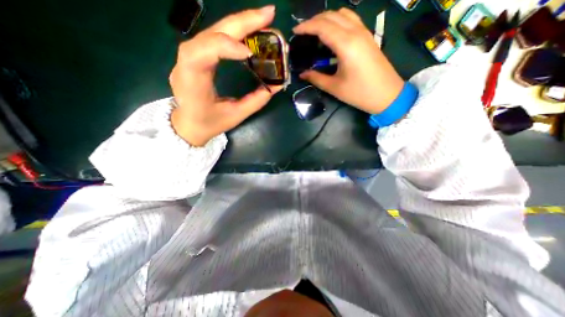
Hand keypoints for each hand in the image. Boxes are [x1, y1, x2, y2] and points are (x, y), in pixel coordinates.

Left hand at [169, 6, 280, 147]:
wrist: (188, 124)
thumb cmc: (210, 123)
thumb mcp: (235, 115)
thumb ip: (256, 100)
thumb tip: (276, 85)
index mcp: (192, 82)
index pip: (201, 53)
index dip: (225, 46)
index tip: (250, 53)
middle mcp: (186, 63)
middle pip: (210, 33)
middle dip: (241, 23)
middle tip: (268, 15)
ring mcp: (189, 56)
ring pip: (213, 31)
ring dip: (240, 23)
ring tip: (263, 19)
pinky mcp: (197, 55)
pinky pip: (215, 38)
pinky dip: (234, 31)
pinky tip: (249, 29)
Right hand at [291, 8, 406, 114]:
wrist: (387, 94)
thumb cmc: (359, 93)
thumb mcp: (334, 87)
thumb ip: (316, 78)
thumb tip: (302, 74)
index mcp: (346, 45)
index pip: (322, 26)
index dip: (306, 27)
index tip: (295, 31)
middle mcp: (355, 32)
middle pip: (331, 15)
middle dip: (314, 20)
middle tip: (302, 32)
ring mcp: (364, 32)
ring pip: (342, 14)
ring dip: (327, 18)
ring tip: (316, 31)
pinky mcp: (368, 37)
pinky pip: (351, 20)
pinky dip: (338, 21)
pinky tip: (332, 34)